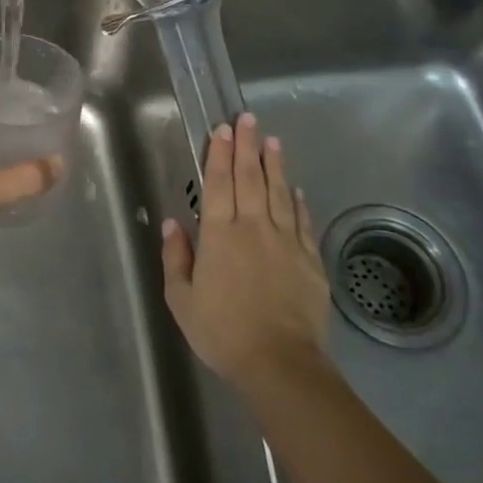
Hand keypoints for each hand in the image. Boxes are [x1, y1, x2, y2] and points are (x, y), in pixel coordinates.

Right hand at [162, 112, 331, 391]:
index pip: (220, 184)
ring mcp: (286, 242)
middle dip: (248, 146)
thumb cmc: (222, 332)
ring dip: (274, 164)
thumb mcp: (182, 299)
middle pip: (250, 178)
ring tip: (273, 140)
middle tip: (248, 119)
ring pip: (278, 193)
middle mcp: (253, 228)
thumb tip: (172, 223)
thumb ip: (176, 257)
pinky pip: (302, 222)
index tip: (222, 129)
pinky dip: (297, 201)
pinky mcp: (310, 260)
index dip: (220, 154)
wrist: (280, 363)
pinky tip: (295, 188)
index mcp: (219, 235)